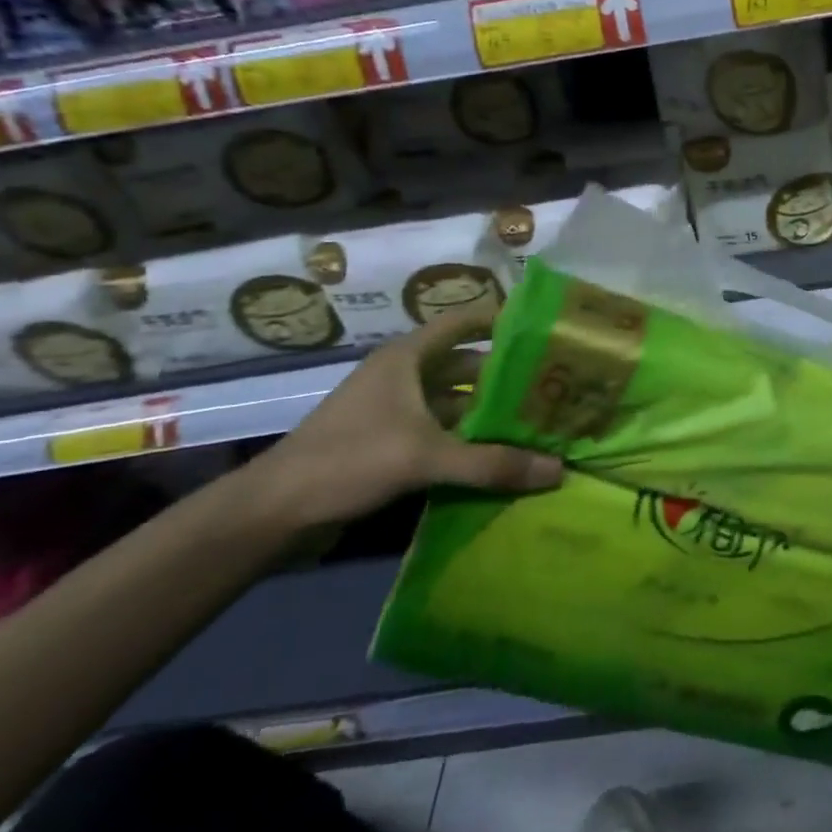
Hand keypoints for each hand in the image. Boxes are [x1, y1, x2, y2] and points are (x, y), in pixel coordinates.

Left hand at [248, 310, 562, 530]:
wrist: (273, 511)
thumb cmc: (349, 459)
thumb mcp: (425, 457)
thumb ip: (492, 464)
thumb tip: (558, 471)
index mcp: (407, 358)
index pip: (463, 322)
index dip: (501, 319)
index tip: (544, 329)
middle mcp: (404, 376)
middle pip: (466, 366)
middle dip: (506, 375)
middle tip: (554, 385)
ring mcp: (396, 412)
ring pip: (455, 403)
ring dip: (488, 413)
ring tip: (537, 422)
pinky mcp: (390, 444)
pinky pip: (442, 433)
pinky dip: (469, 441)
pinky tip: (500, 456)